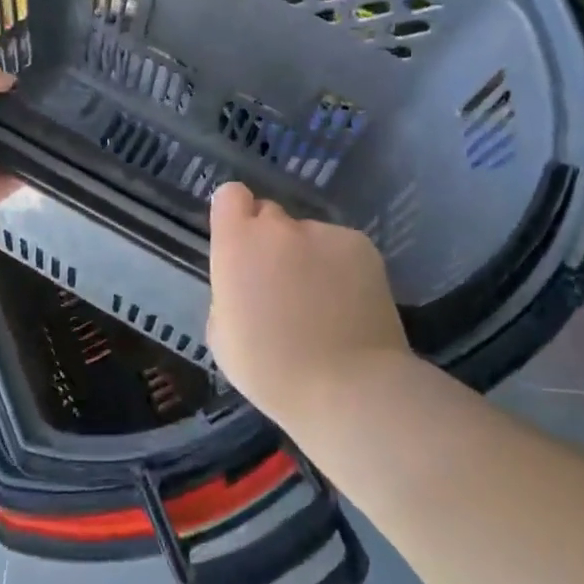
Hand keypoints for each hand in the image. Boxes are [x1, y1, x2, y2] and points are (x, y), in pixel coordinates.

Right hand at [207, 182, 410, 428]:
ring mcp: (323, 232)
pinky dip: (342, 268)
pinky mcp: (361, 245)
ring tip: (325, 304)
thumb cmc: (272, 372)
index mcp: (238, 245)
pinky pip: (341, 248)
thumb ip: (228, 292)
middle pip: (271, 216)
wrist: (348, 388)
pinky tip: (350, 304)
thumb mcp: (222, 336)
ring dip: (310, 257)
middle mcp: (279, 227)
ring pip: (310, 236)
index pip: (230, 195)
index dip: (236, 216)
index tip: (242, 244)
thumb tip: (245, 283)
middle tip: (284, 284)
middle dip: (273, 242)